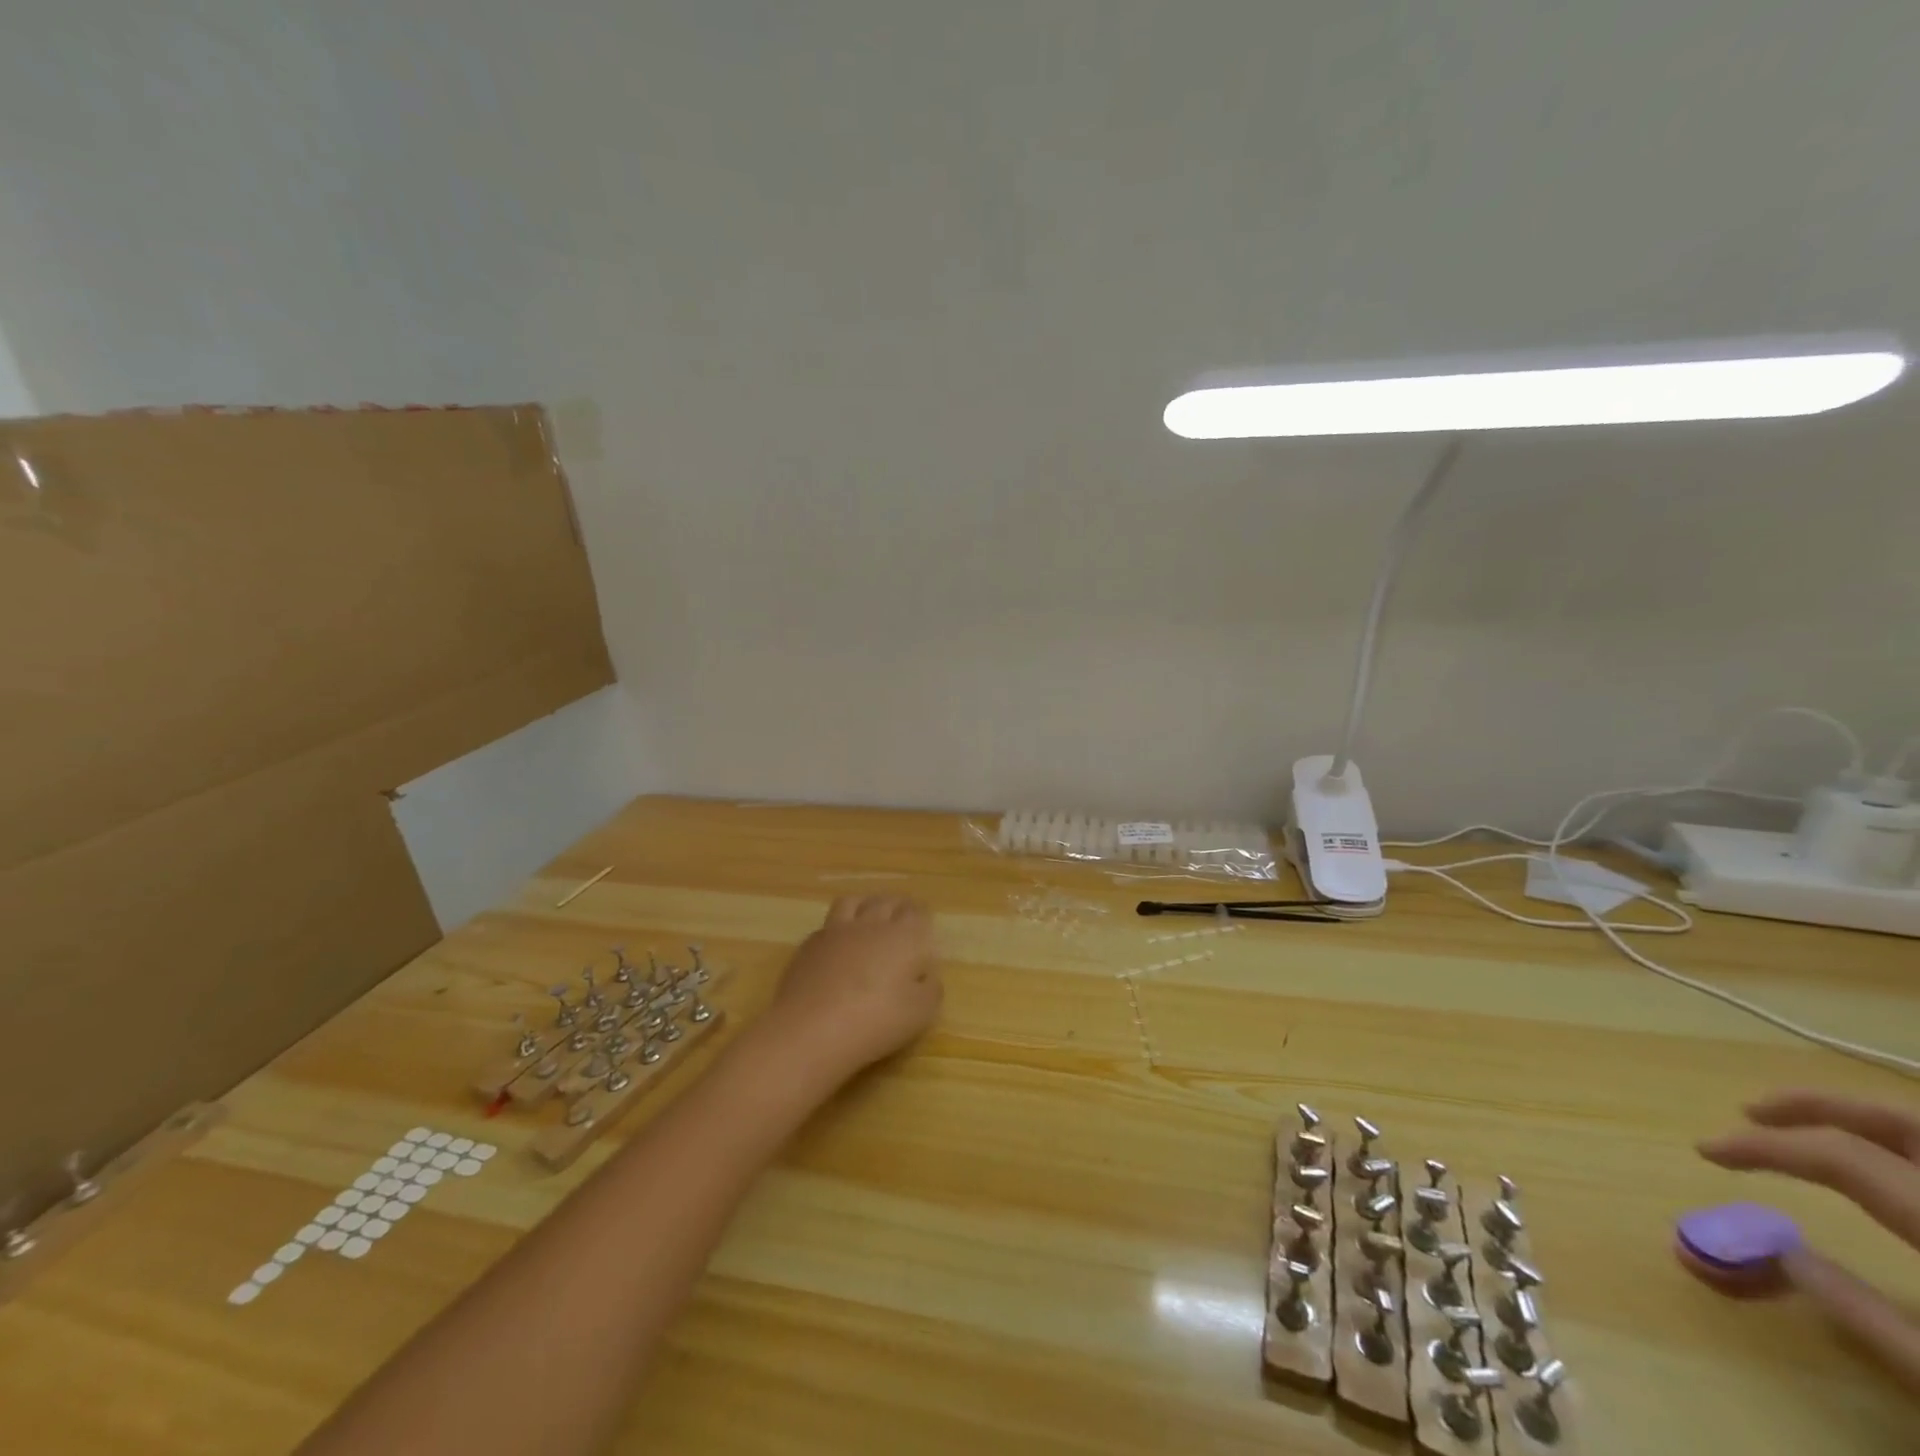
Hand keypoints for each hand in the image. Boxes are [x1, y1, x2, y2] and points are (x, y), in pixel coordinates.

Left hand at [752, 895, 941, 1089]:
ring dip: (866, 905)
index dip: (921, 916)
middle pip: (887, 902)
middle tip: (901, 918)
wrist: (812, 1028)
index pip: (917, 912)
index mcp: (904, 936)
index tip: (924, 924)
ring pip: (854, 902)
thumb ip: (931, 988)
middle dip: (897, 906)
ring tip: (869, 917)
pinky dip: (839, 926)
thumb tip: (925, 975)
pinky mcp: (810, 944)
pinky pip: (829, 923)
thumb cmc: (876, 1021)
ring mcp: (837, 930)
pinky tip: (838, 943)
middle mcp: (871, 924)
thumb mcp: (920, 1013)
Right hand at [1699, 1090, 1919, 1390]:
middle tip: (1752, 1111)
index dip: (1763, 1147)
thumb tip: (1782, 1252)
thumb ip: (1871, 1319)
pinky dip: (1910, 1148)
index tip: (1707, 1150)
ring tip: (1811, 1126)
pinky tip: (1891, 1164)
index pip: (1840, 1160)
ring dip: (1865, 1118)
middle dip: (1815, 1104)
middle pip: (1901, 1119)